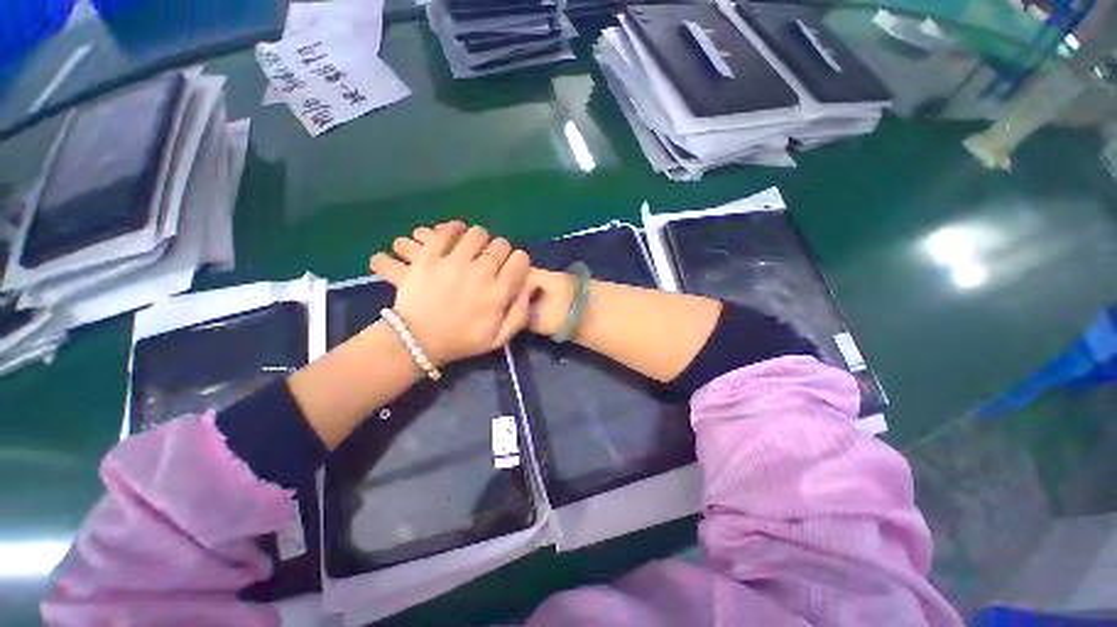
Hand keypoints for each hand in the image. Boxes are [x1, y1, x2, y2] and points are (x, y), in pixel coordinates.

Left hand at [379, 227, 578, 337]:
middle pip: (501, 244)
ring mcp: (453, 263)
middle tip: (491, 261)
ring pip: (476, 233)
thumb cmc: (461, 341)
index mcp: (498, 293)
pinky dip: (453, 230)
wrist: (417, 341)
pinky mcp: (429, 257)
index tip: (512, 268)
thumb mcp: (498, 339)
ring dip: (480, 240)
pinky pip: (445, 232)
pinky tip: (455, 237)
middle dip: (501, 251)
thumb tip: (531, 286)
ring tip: (473, 249)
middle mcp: (480, 273)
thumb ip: (520, 314)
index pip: (520, 260)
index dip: (519, 261)